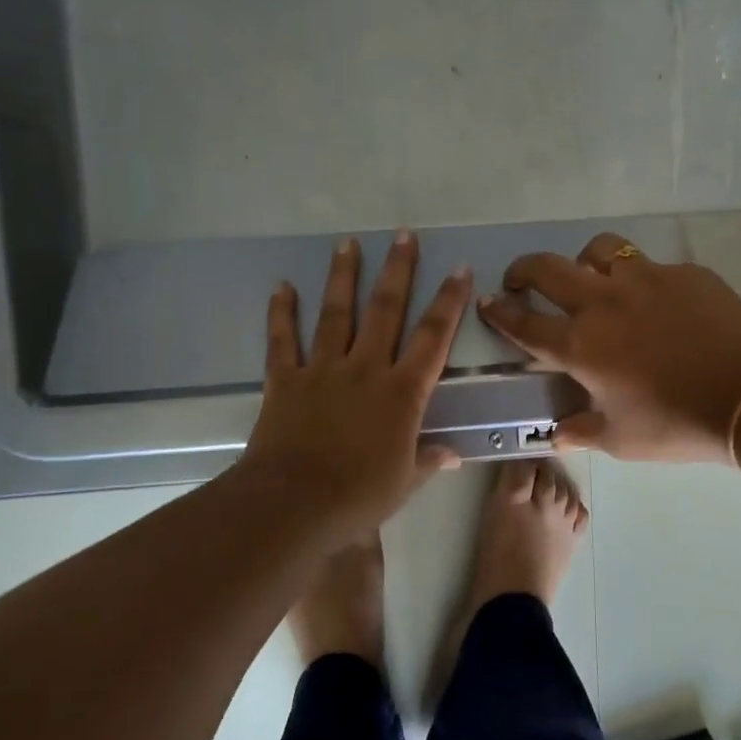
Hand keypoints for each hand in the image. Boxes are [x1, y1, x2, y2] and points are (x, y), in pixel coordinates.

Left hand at [242, 232, 470, 544]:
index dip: (448, 302)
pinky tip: (282, 286)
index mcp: (402, 393)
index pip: (433, 338)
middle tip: (403, 236)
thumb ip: (428, 460)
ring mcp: (323, 370)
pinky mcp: (286, 380)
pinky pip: (282, 340)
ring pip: (336, 313)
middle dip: (397, 271)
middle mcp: (366, 369)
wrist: (294, 503)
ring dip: (343, 277)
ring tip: (347, 244)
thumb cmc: (358, 496)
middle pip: (385, 310)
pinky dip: (281, 313)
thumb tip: (453, 454)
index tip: (459, 270)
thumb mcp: (404, 482)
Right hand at [477, 232, 740, 463]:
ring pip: (600, 251)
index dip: (501, 313)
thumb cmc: (676, 424)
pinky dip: (642, 280)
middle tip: (520, 279)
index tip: (488, 303)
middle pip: (548, 269)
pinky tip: (659, 303)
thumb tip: (558, 435)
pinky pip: (652, 266)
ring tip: (593, 280)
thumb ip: (582, 431)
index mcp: (581, 345)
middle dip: (524, 270)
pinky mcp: (684, 273)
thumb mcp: (622, 439)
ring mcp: (645, 280)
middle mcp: (603, 303)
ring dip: (585, 262)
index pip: (525, 324)